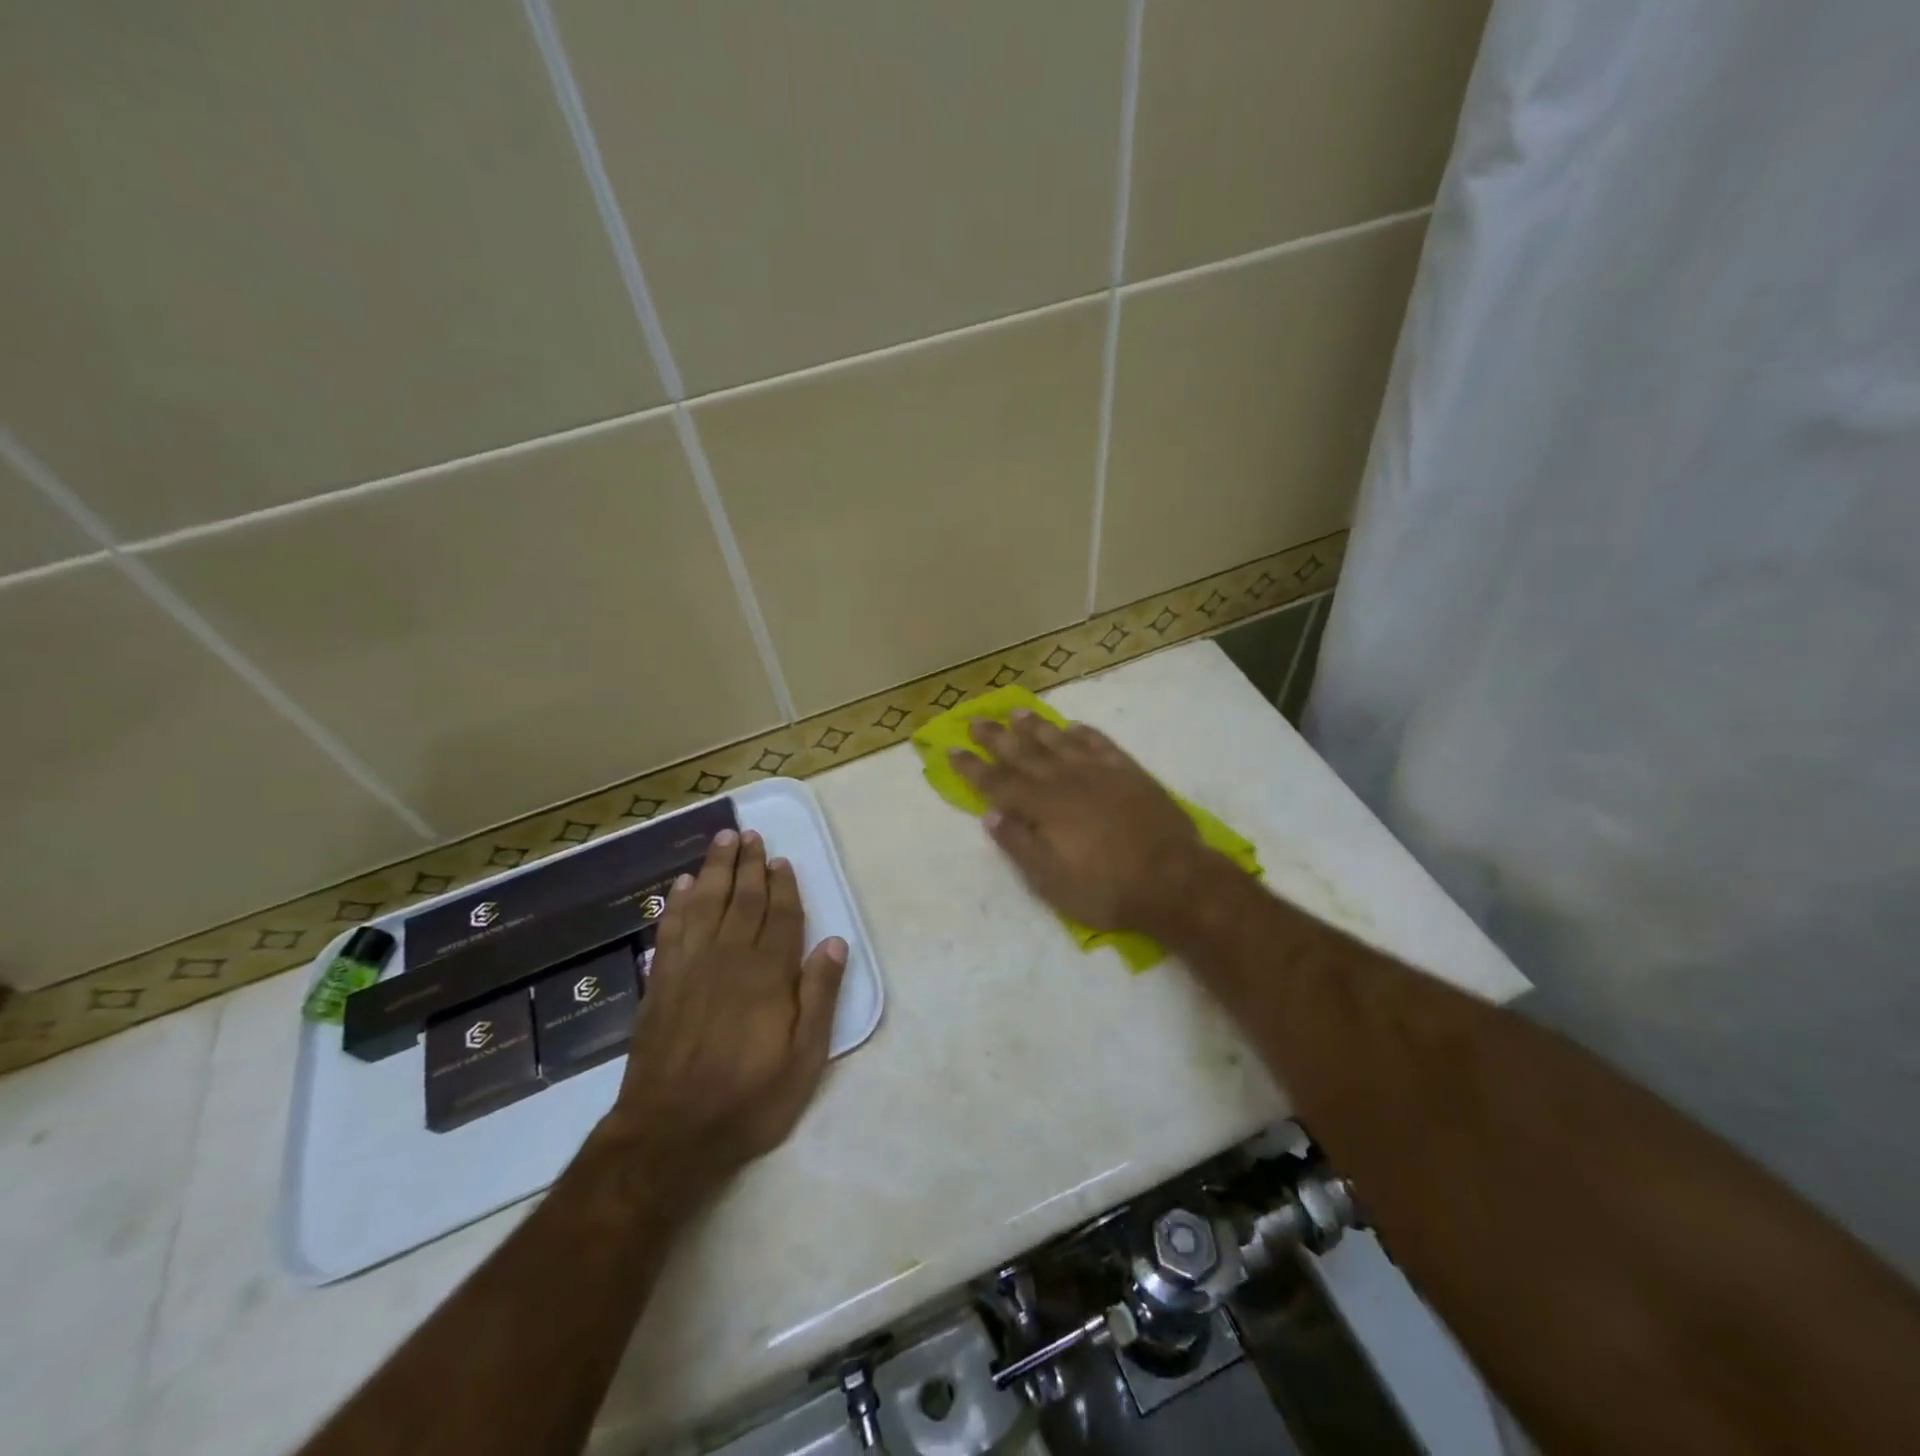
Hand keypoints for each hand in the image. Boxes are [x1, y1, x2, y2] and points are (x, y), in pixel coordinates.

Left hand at [606, 828, 847, 1193]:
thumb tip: (835, 943)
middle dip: (748, 865)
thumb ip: (819, 996)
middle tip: (750, 835)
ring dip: (715, 869)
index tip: (781, 860)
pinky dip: (677, 903)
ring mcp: (690, 967)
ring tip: (722, 841)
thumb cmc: (748, 1099)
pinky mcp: (661, 983)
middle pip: (742, 899)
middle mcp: (729, 958)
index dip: (783, 886)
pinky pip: (671, 929)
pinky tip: (681, 885)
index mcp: (767, 974)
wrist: (669, 1134)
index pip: (780, 916)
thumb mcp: (803, 1059)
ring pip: (705, 903)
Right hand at [949, 711, 1217, 936]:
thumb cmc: (1106, 889)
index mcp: (1042, 807)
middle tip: (976, 720)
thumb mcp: (1051, 881)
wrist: (1173, 879)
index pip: (997, 782)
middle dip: (996, 738)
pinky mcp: (1129, 772)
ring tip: (1016, 712)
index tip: (952, 750)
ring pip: (1059, 741)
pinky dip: (1084, 733)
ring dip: (1036, 727)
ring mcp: (1099, 772)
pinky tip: (1073, 726)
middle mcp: (1065, 780)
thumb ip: (1019, 844)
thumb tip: (989, 814)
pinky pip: (1100, 743)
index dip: (973, 768)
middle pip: (1023, 753)